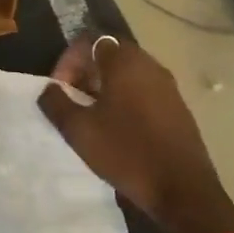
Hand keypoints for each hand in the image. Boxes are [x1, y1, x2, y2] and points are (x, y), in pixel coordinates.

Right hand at [39, 35, 233, 232]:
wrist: (184, 193)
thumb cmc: (127, 153)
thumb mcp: (79, 130)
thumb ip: (56, 102)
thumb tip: (49, 89)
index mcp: (125, 63)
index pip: (89, 40)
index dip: (67, 59)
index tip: (59, 88)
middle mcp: (150, 66)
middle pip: (110, 53)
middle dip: (85, 71)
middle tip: (72, 98)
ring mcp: (168, 87)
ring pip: (128, 73)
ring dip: (104, 85)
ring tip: (91, 114)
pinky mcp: (178, 108)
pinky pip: (144, 90)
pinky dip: (125, 98)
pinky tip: (117, 128)